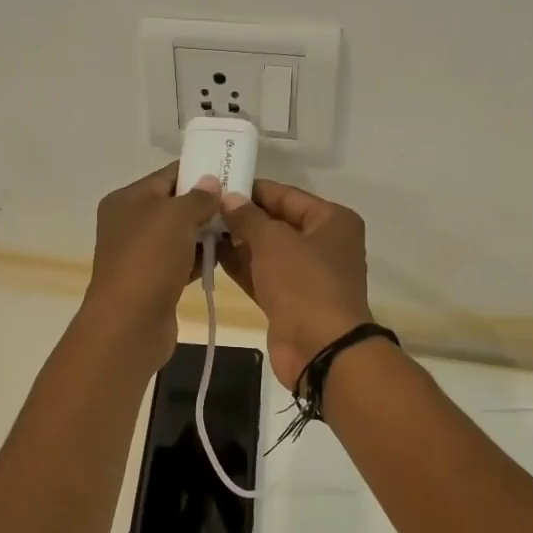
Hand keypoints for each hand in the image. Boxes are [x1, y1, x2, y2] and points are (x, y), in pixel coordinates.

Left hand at [80, 164, 221, 374]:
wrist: (130, 323)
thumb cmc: (150, 260)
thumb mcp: (176, 216)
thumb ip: (198, 197)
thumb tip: (211, 183)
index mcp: (127, 200)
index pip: (168, 176)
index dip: (199, 172)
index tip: (231, 172)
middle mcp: (129, 224)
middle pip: (174, 206)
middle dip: (206, 205)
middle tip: (241, 203)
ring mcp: (140, 255)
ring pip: (180, 236)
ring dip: (206, 233)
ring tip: (239, 229)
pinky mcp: (153, 282)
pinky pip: (181, 262)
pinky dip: (200, 259)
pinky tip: (224, 257)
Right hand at [216, 181, 372, 390]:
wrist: (321, 348)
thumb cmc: (304, 283)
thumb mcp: (274, 241)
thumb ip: (248, 217)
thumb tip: (229, 199)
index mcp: (332, 221)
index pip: (287, 195)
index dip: (253, 190)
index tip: (218, 183)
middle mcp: (323, 244)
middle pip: (277, 223)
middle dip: (243, 217)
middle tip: (203, 207)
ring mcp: (307, 275)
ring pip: (267, 252)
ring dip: (237, 243)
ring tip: (200, 229)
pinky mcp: (290, 301)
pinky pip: (262, 276)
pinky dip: (241, 267)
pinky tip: (211, 255)